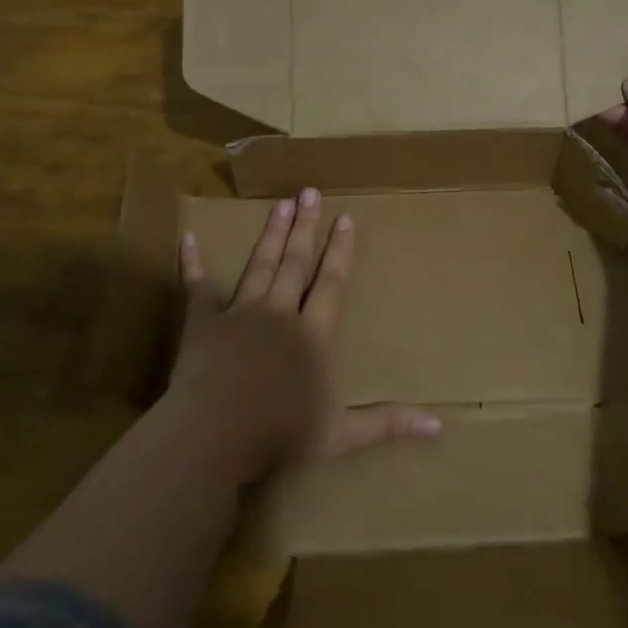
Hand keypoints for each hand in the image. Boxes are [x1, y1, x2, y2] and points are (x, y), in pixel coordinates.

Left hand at [169, 188, 440, 484]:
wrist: (213, 436)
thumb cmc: (278, 435)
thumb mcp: (340, 435)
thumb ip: (387, 423)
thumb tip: (439, 425)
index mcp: (312, 334)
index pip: (331, 282)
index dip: (340, 250)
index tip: (345, 218)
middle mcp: (279, 312)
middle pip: (296, 261)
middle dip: (305, 225)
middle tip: (310, 192)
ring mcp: (239, 312)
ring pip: (259, 263)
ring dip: (271, 233)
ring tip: (280, 204)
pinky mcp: (203, 322)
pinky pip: (196, 285)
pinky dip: (191, 262)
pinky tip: (187, 237)